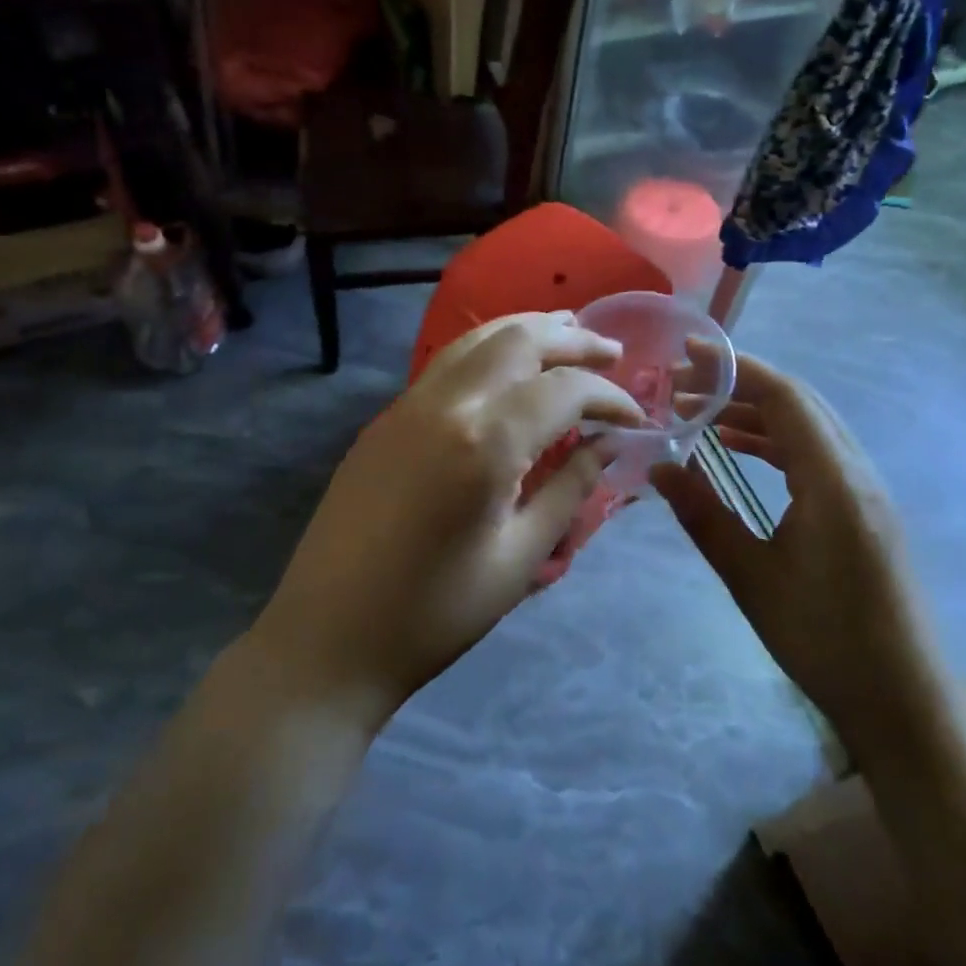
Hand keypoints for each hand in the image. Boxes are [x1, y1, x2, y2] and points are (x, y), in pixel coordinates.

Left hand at [254, 312, 642, 723]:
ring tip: (567, 332)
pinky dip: (490, 347)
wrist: (328, 636)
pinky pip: (448, 361)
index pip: (564, 390)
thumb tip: (608, 445)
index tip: (636, 417)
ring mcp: (409, 403)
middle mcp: (446, 403)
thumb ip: (570, 489)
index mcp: (485, 442)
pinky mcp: (387, 416)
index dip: (609, 396)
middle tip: (612, 352)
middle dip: (573, 340)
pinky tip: (508, 364)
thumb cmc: (435, 613)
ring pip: (478, 338)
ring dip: (528, 329)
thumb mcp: (519, 558)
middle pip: (520, 341)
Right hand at [650, 355, 941, 752]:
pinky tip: (738, 450)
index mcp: (833, 481)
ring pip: (806, 426)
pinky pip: (814, 453)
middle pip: (797, 402)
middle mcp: (855, 472)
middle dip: (738, 385)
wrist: (904, 702)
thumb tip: (657, 467)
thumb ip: (704, 515)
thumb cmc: (825, 641)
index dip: (735, 368)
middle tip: (681, 386)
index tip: (687, 355)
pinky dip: (773, 440)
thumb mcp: (751, 578)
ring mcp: (864, 489)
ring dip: (754, 412)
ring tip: (699, 415)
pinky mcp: (862, 508)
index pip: (784, 398)